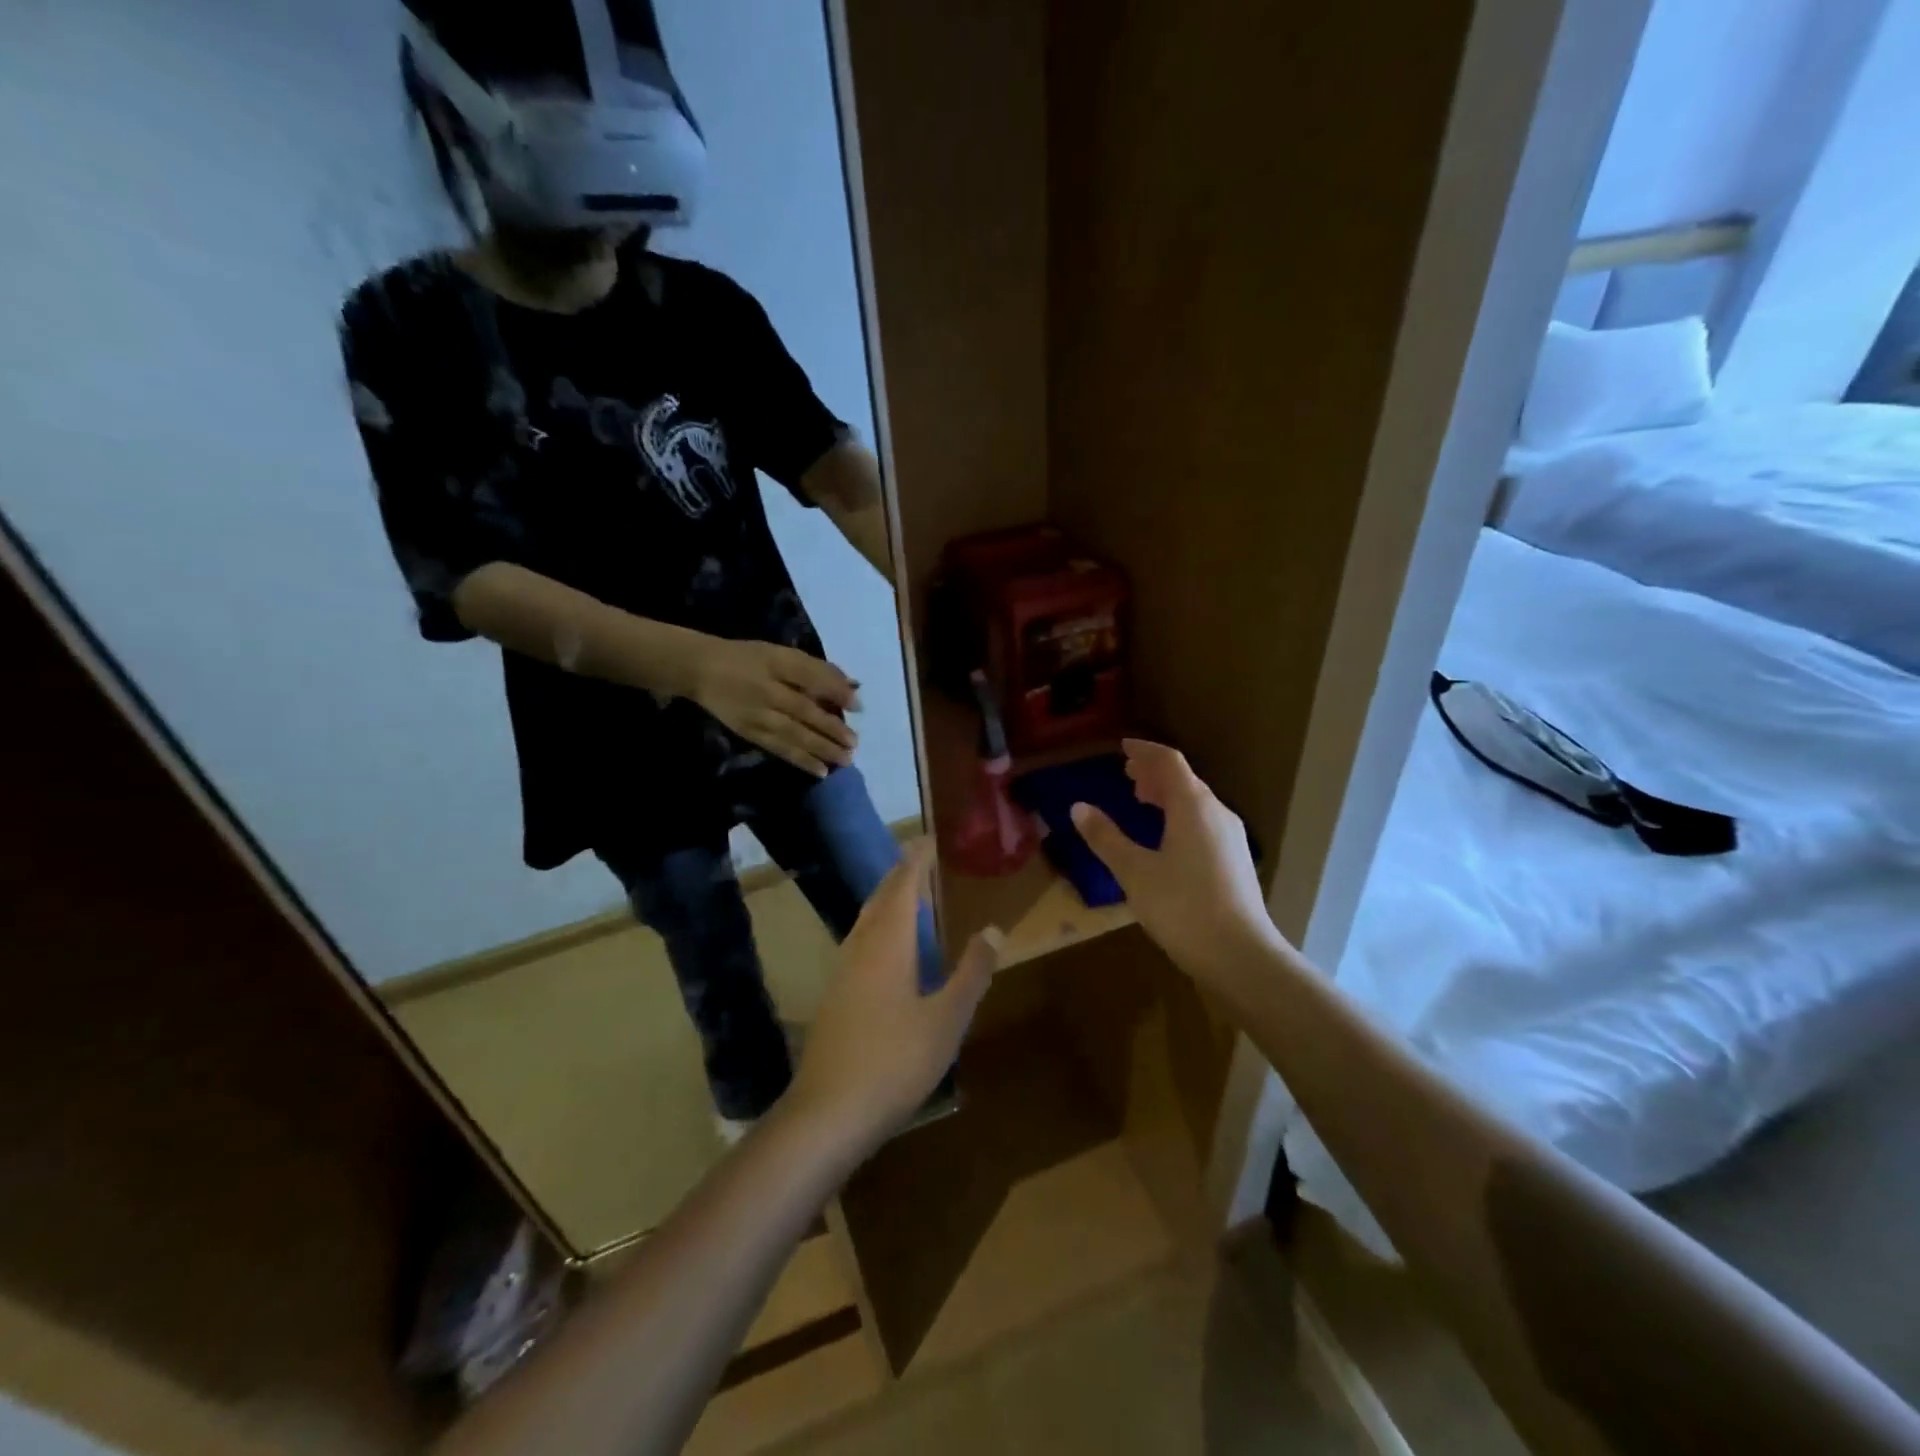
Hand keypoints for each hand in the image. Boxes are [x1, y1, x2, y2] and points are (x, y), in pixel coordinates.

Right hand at [693, 639, 859, 776]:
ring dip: (821, 749)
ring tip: (845, 760)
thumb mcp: (780, 654)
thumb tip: (852, 687)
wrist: (699, 669)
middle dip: (832, 728)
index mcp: (777, 662)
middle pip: (805, 710)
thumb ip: (815, 669)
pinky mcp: (749, 732)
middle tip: (854, 743)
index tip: (858, 706)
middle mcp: (768, 689)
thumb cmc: (747, 658)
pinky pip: (778, 748)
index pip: (810, 676)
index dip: (835, 691)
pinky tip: (820, 770)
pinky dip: (800, 760)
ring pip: (794, 734)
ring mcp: (757, 714)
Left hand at [786, 841, 999, 1150]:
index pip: (903, 886)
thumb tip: (993, 929)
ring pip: (866, 920)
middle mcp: (860, 948)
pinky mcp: (835, 997)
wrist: (826, 1114)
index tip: (930, 839)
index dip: (917, 860)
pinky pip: (860, 943)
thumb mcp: (947, 1019)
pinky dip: (879, 927)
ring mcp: (842, 972)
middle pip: (880, 898)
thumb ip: (971, 972)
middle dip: (901, 875)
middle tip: (923, 859)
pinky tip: (888, 950)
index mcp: (888, 943)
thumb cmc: (894, 1061)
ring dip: (887, 900)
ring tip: (909, 895)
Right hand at [1070, 739, 1288, 985]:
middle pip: (1185, 779)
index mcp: (1193, 806)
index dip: (1144, 751)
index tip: (1123, 748)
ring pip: (1196, 802)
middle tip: (1128, 774)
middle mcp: (1216, 813)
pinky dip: (1180, 814)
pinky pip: (1203, 821)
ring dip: (1168, 794)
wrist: (1240, 955)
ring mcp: (1230, 837)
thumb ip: (1105, 837)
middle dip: (1154, 772)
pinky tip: (1167, 837)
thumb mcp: (1134, 872)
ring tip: (1142, 800)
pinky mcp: (1235, 860)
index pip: (1169, 762)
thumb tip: (1078, 807)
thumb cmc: (1182, 907)